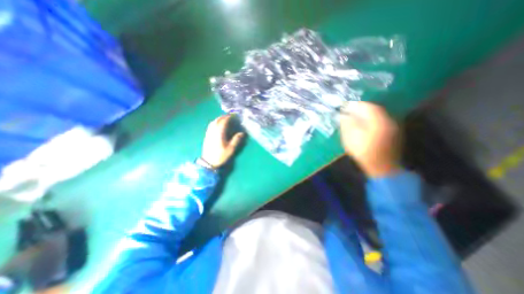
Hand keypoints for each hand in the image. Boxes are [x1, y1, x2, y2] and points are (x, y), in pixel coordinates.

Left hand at [202, 115, 245, 168]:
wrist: (209, 162)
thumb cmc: (220, 155)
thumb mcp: (231, 149)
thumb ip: (236, 140)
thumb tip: (242, 133)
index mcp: (219, 133)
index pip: (223, 122)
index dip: (228, 117)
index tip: (233, 116)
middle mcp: (213, 131)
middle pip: (217, 120)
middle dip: (223, 117)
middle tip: (229, 117)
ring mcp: (209, 133)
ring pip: (213, 122)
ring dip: (218, 119)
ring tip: (224, 119)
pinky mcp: (207, 136)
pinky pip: (210, 126)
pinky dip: (214, 123)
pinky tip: (217, 125)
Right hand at [340, 102, 401, 177]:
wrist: (381, 168)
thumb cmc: (364, 152)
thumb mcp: (351, 138)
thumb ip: (347, 124)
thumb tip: (344, 115)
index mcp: (378, 121)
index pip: (367, 107)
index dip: (355, 105)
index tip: (346, 106)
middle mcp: (388, 120)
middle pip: (374, 110)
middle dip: (361, 108)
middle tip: (350, 110)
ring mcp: (392, 127)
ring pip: (378, 115)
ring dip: (366, 114)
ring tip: (355, 117)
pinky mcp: (393, 133)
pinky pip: (381, 122)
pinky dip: (371, 120)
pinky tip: (364, 125)